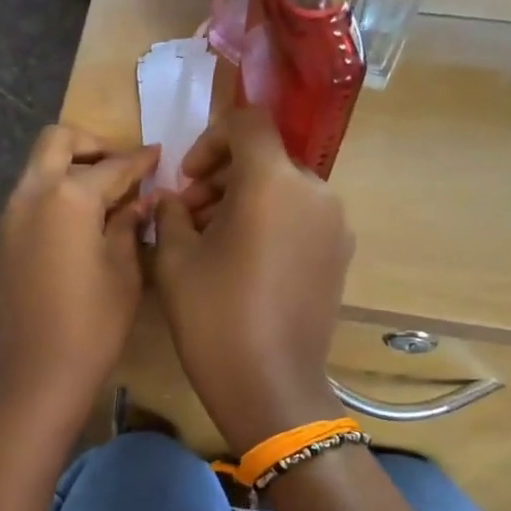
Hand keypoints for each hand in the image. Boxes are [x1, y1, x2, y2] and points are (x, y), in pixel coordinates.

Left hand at [0, 126, 158, 432]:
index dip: (139, 160)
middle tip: (120, 168)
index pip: (111, 166)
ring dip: (68, 170)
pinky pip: (26, 201)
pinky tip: (75, 228)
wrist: (33, 376)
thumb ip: (128, 227)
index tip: (157, 155)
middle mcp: (29, 195)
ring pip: (36, 170)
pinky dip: (51, 198)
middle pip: (57, 142)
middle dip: (92, 145)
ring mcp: (7, 219)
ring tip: (102, 199)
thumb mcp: (124, 274)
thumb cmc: (91, 328)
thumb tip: (138, 202)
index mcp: (67, 197)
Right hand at [155, 107, 352, 452]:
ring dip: (246, 200)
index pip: (248, 124)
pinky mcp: (340, 254)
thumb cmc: (214, 319)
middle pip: (266, 158)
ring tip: (212, 241)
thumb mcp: (175, 262)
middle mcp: (314, 192)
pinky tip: (244, 261)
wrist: (271, 386)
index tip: (187, 179)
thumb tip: (173, 200)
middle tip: (189, 216)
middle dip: (223, 176)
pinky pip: (301, 217)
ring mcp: (335, 225)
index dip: (210, 139)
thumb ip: (171, 214)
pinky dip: (271, 221)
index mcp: (272, 183)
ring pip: (284, 188)